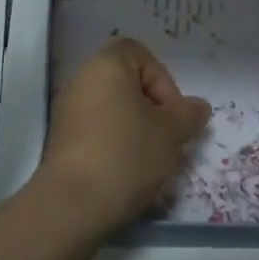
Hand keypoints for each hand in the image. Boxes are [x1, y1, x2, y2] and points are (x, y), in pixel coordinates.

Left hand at [38, 38, 210, 235]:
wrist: (73, 204)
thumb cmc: (127, 155)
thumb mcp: (171, 133)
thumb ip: (188, 115)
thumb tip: (198, 107)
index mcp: (106, 65)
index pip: (141, 55)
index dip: (163, 81)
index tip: (172, 114)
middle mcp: (81, 79)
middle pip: (126, 84)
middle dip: (152, 110)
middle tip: (166, 140)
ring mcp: (67, 110)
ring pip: (113, 111)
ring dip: (135, 131)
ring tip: (150, 162)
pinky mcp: (60, 140)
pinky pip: (96, 132)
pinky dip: (114, 146)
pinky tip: (126, 176)